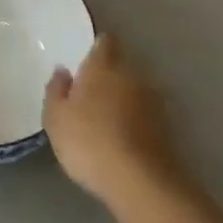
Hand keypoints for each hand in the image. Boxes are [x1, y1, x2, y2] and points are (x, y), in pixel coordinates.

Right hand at [43, 33, 179, 206]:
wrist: (140, 181)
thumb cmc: (89, 141)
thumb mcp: (56, 118)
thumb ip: (56, 90)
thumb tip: (62, 71)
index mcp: (103, 65)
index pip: (105, 41)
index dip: (96, 49)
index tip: (84, 63)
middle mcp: (132, 75)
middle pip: (120, 66)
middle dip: (108, 78)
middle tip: (89, 98)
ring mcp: (153, 101)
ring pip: (134, 91)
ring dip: (123, 101)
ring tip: (106, 123)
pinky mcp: (166, 127)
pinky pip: (144, 116)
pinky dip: (135, 123)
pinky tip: (122, 142)